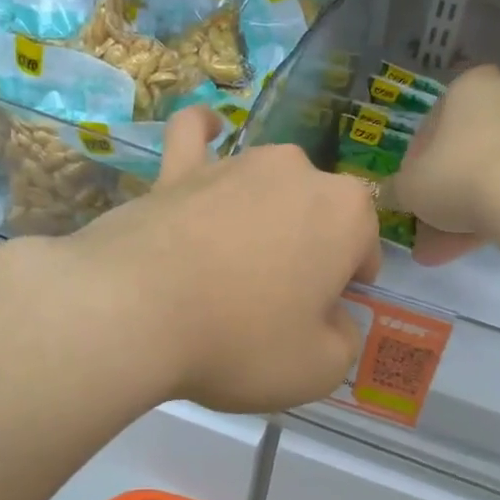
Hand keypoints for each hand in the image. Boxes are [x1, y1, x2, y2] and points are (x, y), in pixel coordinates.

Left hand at [57, 109, 380, 414]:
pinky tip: (210, 130)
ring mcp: (233, 164)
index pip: (365, 244)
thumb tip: (334, 322)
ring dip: (266, 216)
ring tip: (237, 264)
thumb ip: (344, 341)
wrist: (133, 314)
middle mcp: (296, 172)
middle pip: (318, 213)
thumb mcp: (319, 369)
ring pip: (267, 186)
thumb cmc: (241, 342)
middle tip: (281, 301)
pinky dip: (205, 134)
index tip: (329, 314)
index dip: (352, 283)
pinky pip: (196, 138)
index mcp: (344, 212)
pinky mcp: (177, 170)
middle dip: (312, 249)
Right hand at [387, 64, 499, 265]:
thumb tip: (391, 194)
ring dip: (462, 210)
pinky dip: (488, 214)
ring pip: (486, 174)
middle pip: (464, 150)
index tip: (410, 191)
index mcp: (471, 86)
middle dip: (442, 192)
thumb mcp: (410, 186)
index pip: (433, 124)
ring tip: (440, 251)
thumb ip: (397, 188)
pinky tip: (465, 248)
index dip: (415, 162)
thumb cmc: (456, 175)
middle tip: (425, 224)